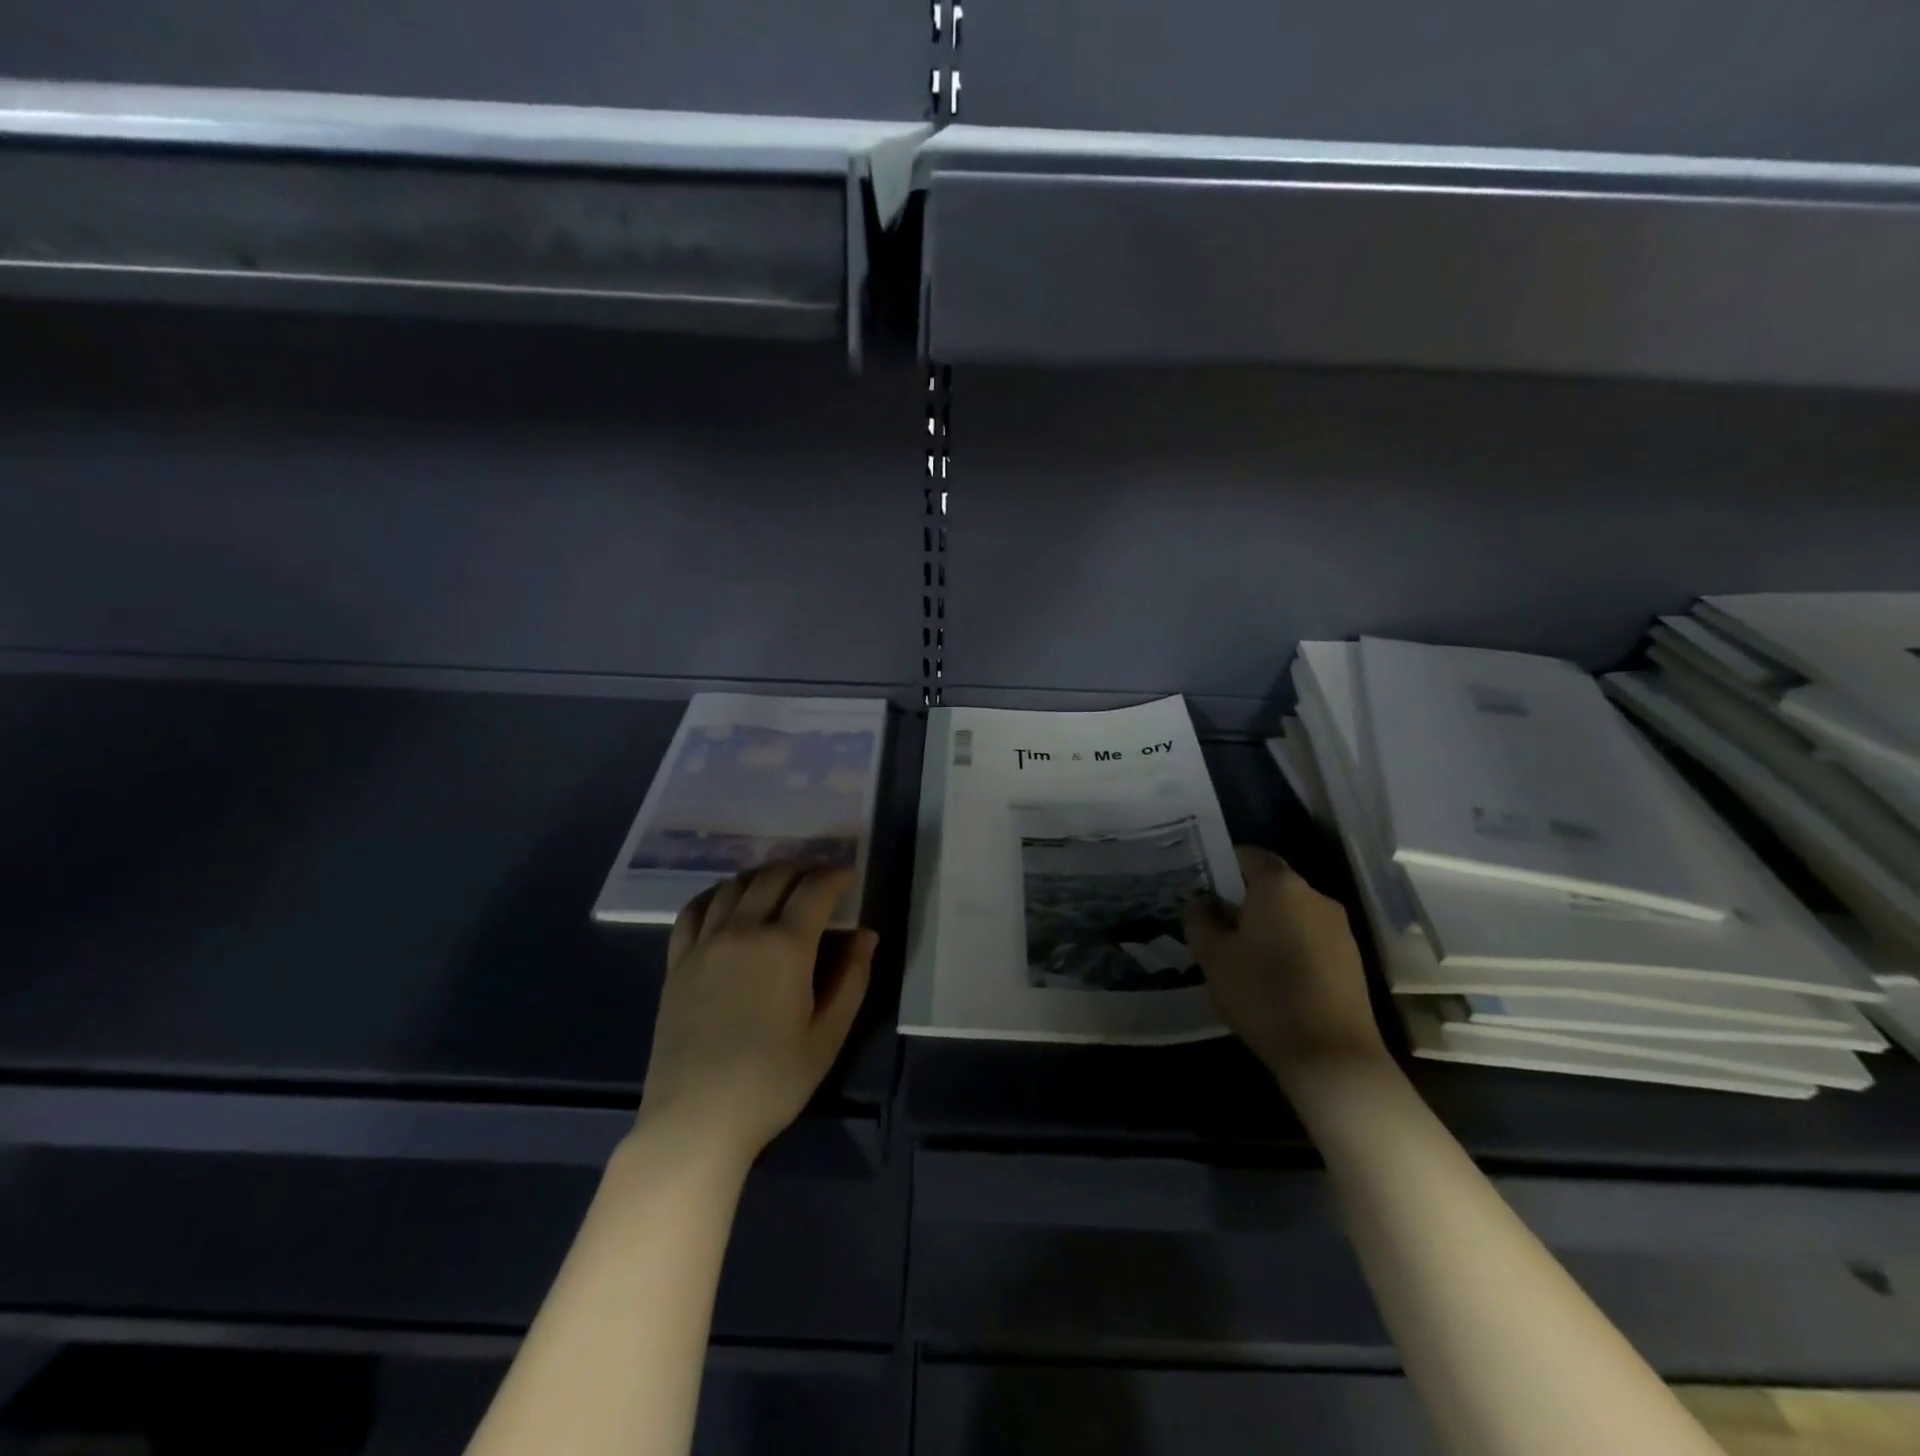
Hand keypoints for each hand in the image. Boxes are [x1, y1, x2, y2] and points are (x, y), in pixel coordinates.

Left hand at [636, 863, 876, 1168]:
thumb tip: (866, 936)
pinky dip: (717, 894)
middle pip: (774, 877)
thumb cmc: (772, 1082)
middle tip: (819, 879)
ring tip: (779, 886)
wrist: (696, 1119)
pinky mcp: (677, 962)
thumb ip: (851, 979)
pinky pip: (694, 910)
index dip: (836, 875)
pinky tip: (726, 902)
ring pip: (734, 886)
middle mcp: (743, 931)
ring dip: (762, 876)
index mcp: (785, 946)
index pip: (815, 889)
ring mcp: (704, 943)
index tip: (849, 875)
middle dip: (802, 869)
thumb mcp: (827, 1036)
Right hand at [1182, 846, 1387, 1084]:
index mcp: (1279, 886)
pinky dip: (1291, 944)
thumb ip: (1199, 919)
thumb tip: (1199, 900)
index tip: (1204, 888)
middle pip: (1273, 884)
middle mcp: (1315, 895)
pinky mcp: (1352, 958)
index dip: (1223, 865)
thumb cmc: (1263, 995)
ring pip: (1293, 911)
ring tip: (1244, 955)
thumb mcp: (1213, 957)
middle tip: (1217, 926)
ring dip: (1269, 923)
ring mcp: (1339, 927)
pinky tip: (1276, 976)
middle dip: (1244, 898)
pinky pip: (1311, 935)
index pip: (1249, 855)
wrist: (1332, 1056)